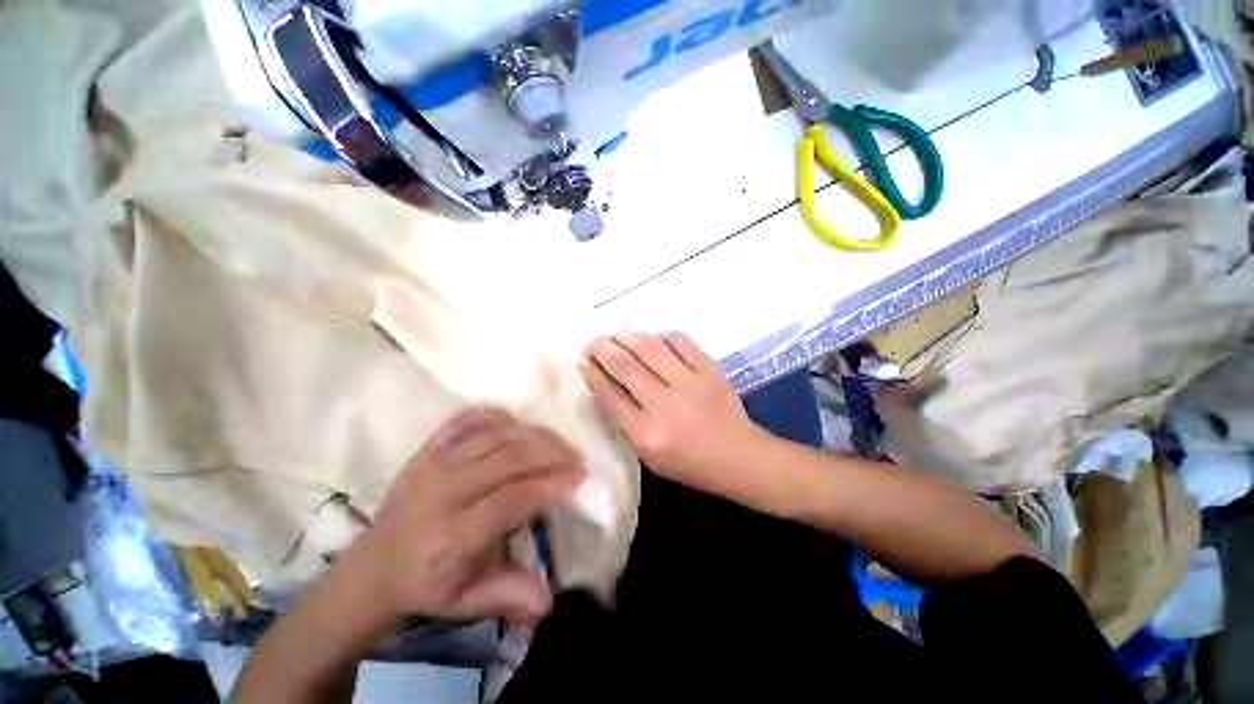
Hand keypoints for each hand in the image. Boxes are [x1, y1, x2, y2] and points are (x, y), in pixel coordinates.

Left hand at [340, 408, 584, 624]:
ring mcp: (433, 464)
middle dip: (550, 453)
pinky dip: (496, 416)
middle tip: (575, 457)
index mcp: (452, 536)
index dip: (549, 485)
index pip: (512, 499)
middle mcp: (443, 492)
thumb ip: (509, 595)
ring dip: (532, 433)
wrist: (372, 566)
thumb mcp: (467, 601)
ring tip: (556, 442)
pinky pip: (466, 421)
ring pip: (494, 434)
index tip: (578, 478)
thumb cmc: (427, 584)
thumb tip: (550, 600)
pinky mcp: (426, 450)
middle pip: (508, 457)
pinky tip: (518, 423)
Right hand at [580, 331, 770, 493]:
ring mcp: (690, 383)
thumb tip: (606, 387)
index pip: (610, 396)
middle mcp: (665, 404)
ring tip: (615, 335)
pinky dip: (661, 336)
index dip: (593, 375)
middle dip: (603, 350)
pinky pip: (680, 342)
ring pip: (650, 348)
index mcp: (647, 434)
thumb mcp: (649, 457)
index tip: (584, 364)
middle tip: (593, 344)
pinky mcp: (709, 370)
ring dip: (627, 337)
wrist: (739, 457)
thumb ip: (626, 424)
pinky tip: (652, 338)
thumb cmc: (690, 464)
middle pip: (625, 367)